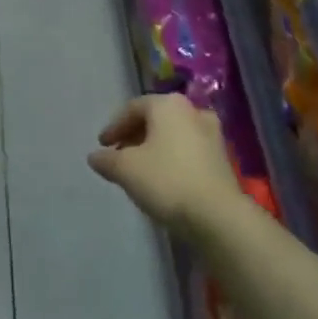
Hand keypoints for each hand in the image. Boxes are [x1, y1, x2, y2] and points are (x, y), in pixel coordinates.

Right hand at [87, 94, 245, 239]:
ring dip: (153, 147)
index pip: (133, 107)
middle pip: (155, 118)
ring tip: (139, 169)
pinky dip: (172, 158)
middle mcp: (192, 110)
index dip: (114, 126)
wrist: (217, 215)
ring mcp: (212, 133)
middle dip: (134, 136)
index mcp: (168, 104)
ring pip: (173, 134)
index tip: (102, 146)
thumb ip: (107, 160)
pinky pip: (188, 149)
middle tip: (119, 156)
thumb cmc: (167, 181)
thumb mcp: (126, 170)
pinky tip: (163, 179)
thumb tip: (95, 156)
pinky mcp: (222, 157)